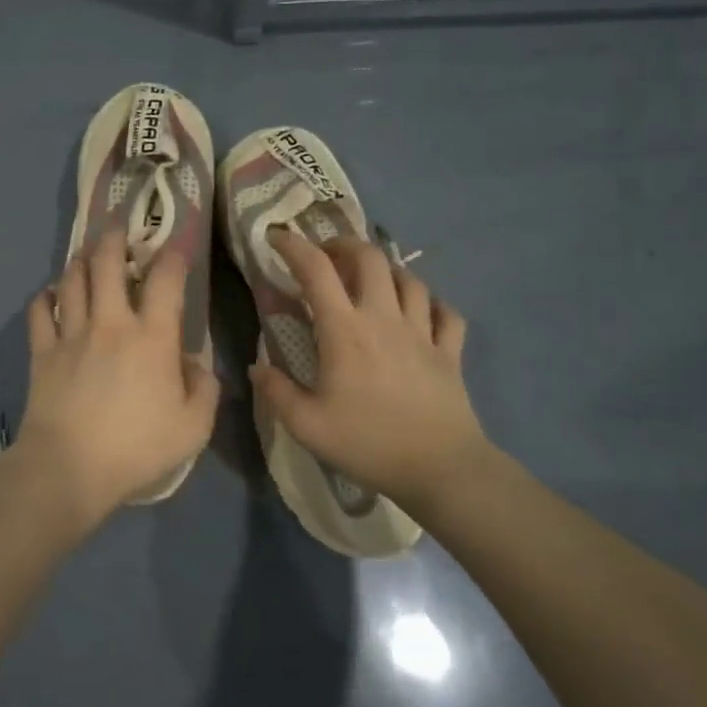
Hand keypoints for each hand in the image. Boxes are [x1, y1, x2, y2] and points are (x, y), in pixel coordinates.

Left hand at [15, 232, 218, 528]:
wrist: (69, 467)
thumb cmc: (137, 448)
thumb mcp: (193, 427)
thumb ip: (204, 390)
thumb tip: (196, 365)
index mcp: (152, 337)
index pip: (166, 280)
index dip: (174, 255)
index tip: (177, 243)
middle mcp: (110, 323)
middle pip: (108, 264)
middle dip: (115, 239)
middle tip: (119, 229)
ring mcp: (71, 335)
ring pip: (72, 280)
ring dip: (80, 261)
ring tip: (86, 254)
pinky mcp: (42, 352)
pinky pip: (39, 312)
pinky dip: (44, 297)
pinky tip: (50, 294)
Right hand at [251, 229, 492, 512]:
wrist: (440, 468)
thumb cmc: (367, 444)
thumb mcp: (306, 426)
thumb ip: (276, 391)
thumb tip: (257, 367)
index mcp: (345, 331)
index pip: (316, 271)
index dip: (294, 246)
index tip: (277, 237)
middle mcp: (384, 318)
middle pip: (369, 259)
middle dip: (344, 246)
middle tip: (328, 256)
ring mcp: (423, 332)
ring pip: (410, 279)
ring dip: (387, 270)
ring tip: (372, 279)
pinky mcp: (450, 352)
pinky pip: (446, 313)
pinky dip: (432, 304)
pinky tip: (422, 311)